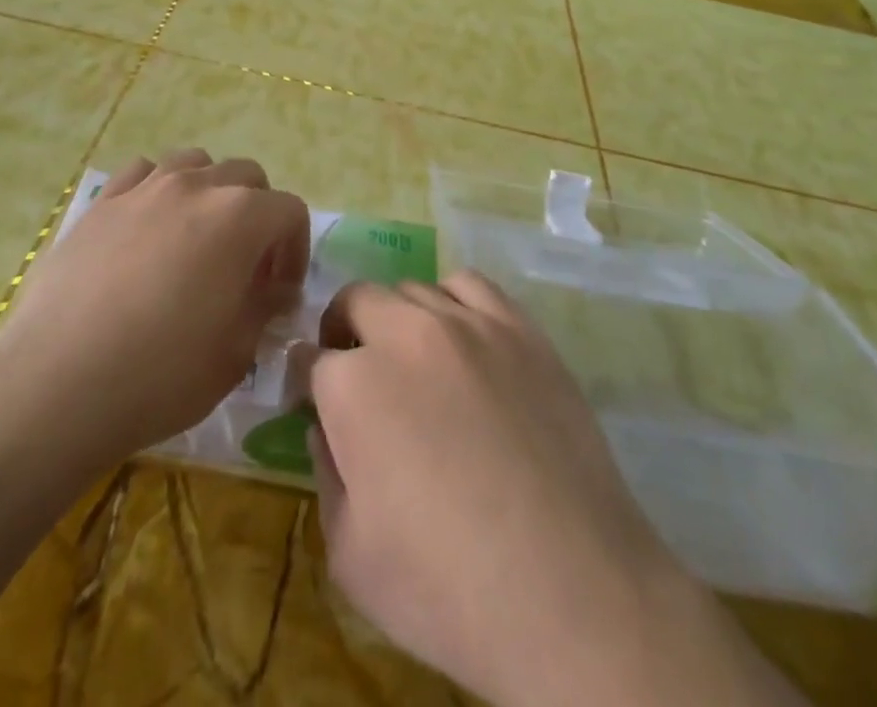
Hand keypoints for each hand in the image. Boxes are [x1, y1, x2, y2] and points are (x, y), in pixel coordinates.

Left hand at [0, 150, 309, 463]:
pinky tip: (147, 228)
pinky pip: (142, 173)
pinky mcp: (101, 202)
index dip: (295, 250)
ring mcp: (144, 188)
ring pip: (195, 163)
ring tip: (196, 237)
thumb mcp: (236, 353)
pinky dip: (157, 189)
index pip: (290, 211)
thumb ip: (263, 308)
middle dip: (258, 215)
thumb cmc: (161, 374)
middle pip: (247, 176)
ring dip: (209, 192)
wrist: (57, 385)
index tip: (280, 292)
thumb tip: (272, 290)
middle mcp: (197, 186)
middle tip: (244, 265)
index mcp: (240, 217)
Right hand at [309, 272, 698, 706]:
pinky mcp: (519, 328)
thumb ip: (326, 474)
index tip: (315, 402)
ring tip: (413, 359)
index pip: (310, 359)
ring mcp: (468, 324)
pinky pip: (471, 286)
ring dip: (398, 317)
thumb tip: (325, 426)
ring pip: (412, 290)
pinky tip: (463, 340)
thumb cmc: (447, 587)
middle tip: (358, 375)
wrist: (569, 589)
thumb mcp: (350, 554)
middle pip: (357, 301)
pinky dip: (453, 302)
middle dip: (345, 333)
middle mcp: (404, 334)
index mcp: (353, 385)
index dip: (307, 382)